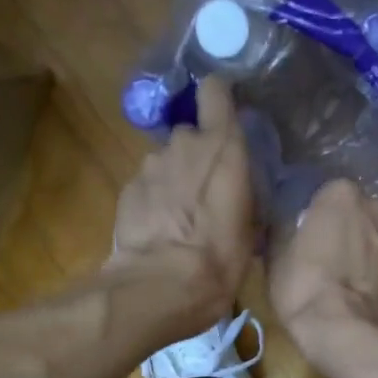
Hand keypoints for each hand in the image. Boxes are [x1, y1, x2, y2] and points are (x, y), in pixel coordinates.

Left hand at [110, 77, 255, 321]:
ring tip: (181, 220)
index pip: (216, 91)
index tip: (225, 112)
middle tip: (207, 193)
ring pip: (167, 163)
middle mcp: (184, 144)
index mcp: (223, 148)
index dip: (219, 97)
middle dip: (197, 157)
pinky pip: (147, 186)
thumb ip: (245, 193)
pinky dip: (153, 201)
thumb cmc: (219, 260)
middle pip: (191, 136)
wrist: (160, 286)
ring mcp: (150, 165)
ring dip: (174, 181)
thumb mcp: (251, 230)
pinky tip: (159, 231)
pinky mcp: (127, 188)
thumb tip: (241, 188)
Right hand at [268, 178, 377, 372]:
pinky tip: (371, 291)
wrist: (351, 332)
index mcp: (340, 193)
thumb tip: (288, 226)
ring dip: (371, 249)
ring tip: (355, 279)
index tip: (308, 240)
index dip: (316, 221)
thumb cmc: (305, 289)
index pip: (325, 197)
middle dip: (349, 231)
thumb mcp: (276, 257)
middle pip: (359, 214)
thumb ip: (285, 231)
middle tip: (332, 259)